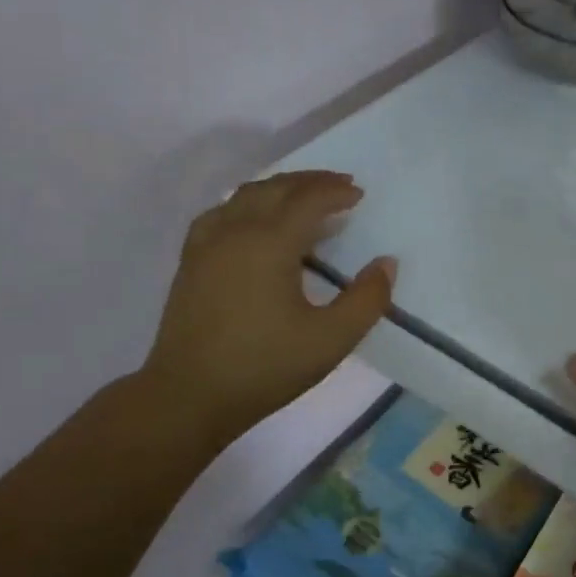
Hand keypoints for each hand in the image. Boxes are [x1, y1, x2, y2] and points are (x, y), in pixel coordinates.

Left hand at [142, 170, 395, 448]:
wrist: (189, 395)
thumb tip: (386, 264)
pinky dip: (247, 205)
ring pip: (244, 196)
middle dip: (309, 182)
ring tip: (302, 199)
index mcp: (269, 243)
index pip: (307, 200)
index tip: (359, 194)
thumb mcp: (331, 340)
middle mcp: (234, 231)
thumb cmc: (265, 367)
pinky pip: (221, 213)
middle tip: (339, 185)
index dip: (335, 192)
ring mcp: (206, 244)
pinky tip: (253, 222)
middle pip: (274, 188)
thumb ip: (366, 300)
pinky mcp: (190, 262)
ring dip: (278, 189)